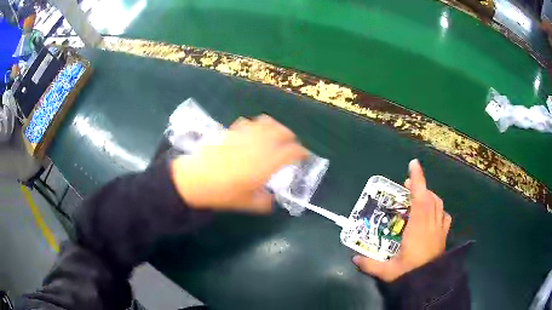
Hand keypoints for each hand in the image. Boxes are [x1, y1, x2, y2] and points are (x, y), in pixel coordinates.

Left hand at [171, 115, 307, 212]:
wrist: (194, 179)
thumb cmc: (222, 193)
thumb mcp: (247, 204)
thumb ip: (264, 202)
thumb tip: (272, 200)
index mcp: (267, 162)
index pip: (292, 151)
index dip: (302, 153)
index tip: (304, 156)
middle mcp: (259, 144)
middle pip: (282, 131)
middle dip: (290, 137)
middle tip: (291, 145)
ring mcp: (245, 134)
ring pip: (266, 122)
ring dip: (275, 127)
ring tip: (274, 136)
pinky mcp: (231, 131)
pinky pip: (249, 122)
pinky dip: (256, 126)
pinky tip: (252, 134)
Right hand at [352, 159, 450, 281]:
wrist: (430, 283)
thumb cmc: (410, 274)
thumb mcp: (387, 271)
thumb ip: (369, 264)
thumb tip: (353, 258)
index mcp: (418, 227)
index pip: (420, 197)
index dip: (417, 179)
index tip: (413, 163)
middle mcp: (431, 223)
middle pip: (429, 197)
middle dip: (419, 186)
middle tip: (407, 186)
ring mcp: (439, 229)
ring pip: (438, 204)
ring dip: (428, 195)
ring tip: (419, 197)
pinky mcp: (444, 235)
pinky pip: (444, 216)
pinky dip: (438, 210)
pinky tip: (433, 214)